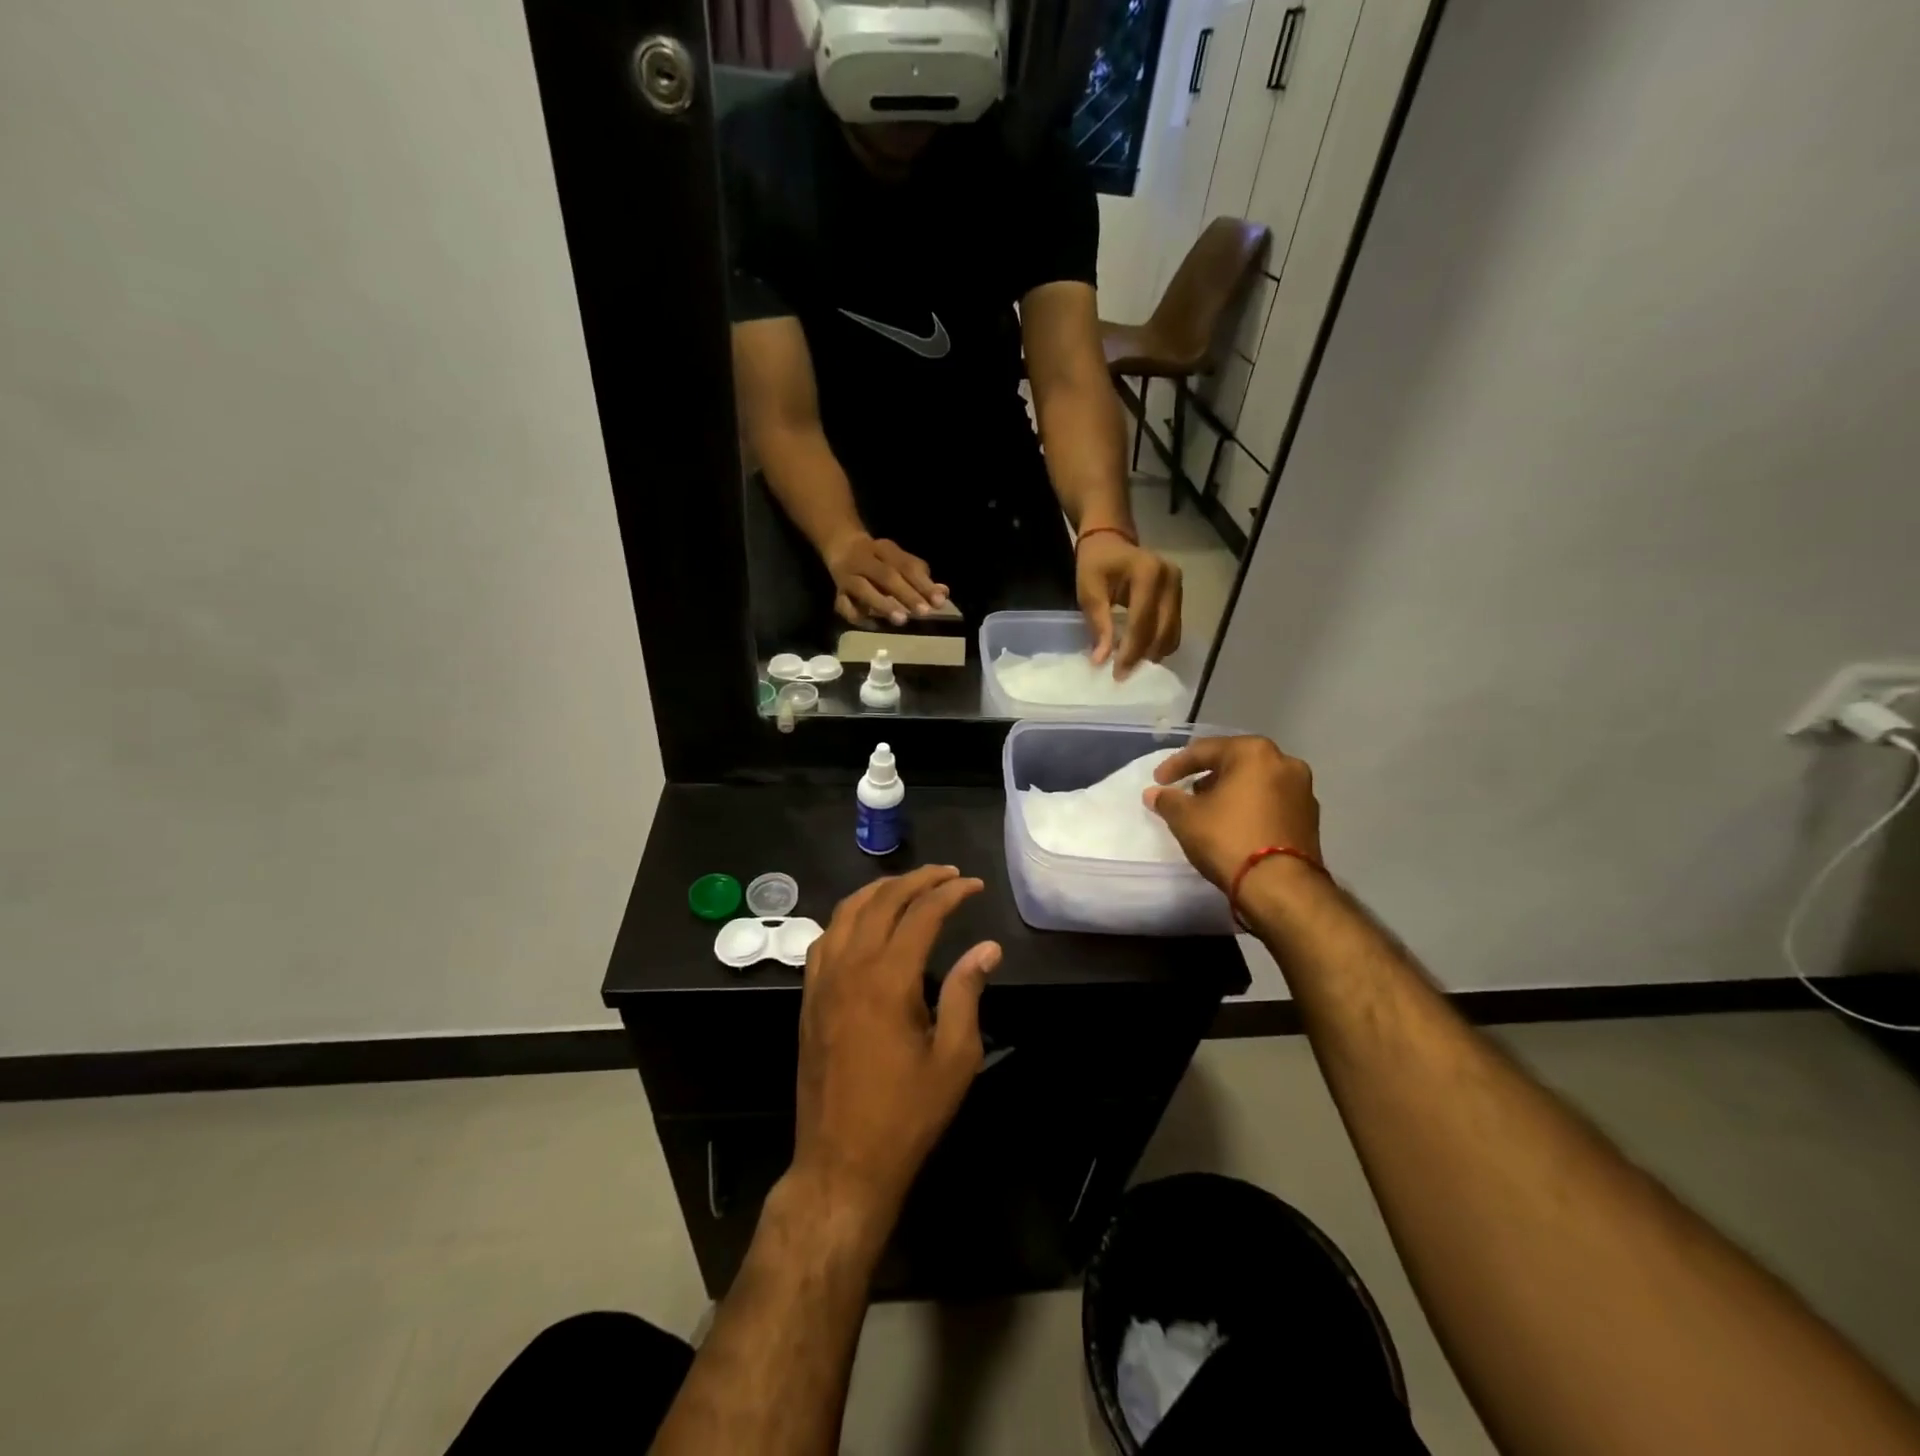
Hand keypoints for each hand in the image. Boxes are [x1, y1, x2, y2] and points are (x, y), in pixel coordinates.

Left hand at [793, 865, 1001, 1230]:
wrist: (842, 1163)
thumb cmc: (906, 1115)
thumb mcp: (954, 1058)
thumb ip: (967, 994)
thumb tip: (986, 948)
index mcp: (888, 980)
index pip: (921, 914)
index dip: (950, 893)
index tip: (974, 886)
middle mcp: (850, 968)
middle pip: (881, 901)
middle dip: (917, 880)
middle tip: (947, 874)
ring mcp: (822, 982)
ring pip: (846, 912)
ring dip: (879, 890)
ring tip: (909, 885)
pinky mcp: (809, 999)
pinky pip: (825, 938)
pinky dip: (848, 916)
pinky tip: (864, 922)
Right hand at [824, 532, 948, 626]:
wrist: (841, 545)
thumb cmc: (880, 560)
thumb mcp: (900, 562)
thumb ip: (921, 578)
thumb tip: (943, 593)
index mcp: (885, 549)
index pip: (906, 565)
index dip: (923, 584)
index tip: (939, 602)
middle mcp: (865, 560)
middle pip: (886, 576)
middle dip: (907, 595)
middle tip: (924, 613)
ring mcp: (848, 575)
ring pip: (863, 589)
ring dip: (882, 604)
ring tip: (901, 620)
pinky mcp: (837, 591)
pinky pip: (843, 604)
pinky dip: (856, 615)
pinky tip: (873, 625)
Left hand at [1076, 532, 1181, 677]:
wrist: (1110, 540)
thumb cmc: (1096, 563)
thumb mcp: (1089, 591)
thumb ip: (1098, 625)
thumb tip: (1101, 660)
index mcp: (1148, 572)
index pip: (1142, 621)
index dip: (1131, 650)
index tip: (1117, 673)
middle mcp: (1171, 578)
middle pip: (1162, 629)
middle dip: (1142, 656)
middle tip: (1122, 676)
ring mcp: (1179, 587)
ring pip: (1172, 633)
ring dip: (1152, 653)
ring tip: (1130, 666)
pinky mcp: (1180, 596)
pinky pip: (1173, 628)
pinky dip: (1158, 644)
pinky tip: (1141, 653)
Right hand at [1143, 735, 1321, 889]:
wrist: (1281, 887)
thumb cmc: (1229, 839)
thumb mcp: (1186, 818)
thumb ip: (1168, 800)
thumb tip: (1154, 793)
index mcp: (1254, 752)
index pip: (1205, 750)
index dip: (1176, 765)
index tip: (1158, 781)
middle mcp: (1284, 762)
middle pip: (1235, 763)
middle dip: (1207, 776)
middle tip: (1186, 792)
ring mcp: (1303, 791)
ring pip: (1256, 782)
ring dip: (1231, 792)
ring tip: (1209, 810)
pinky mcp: (1310, 818)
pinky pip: (1271, 803)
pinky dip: (1250, 808)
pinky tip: (1234, 825)